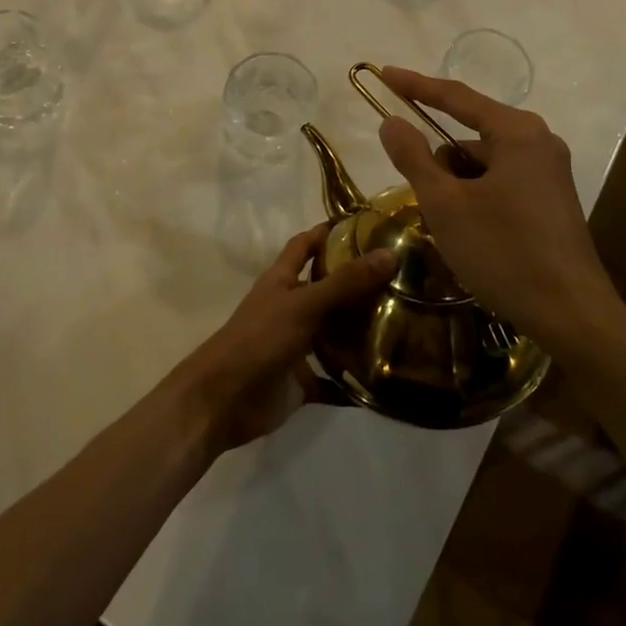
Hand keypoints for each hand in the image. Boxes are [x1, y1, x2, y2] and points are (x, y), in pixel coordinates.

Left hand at [166, 227, 396, 457]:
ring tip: (403, 323)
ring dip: (358, 331)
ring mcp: (295, 346)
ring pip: (332, 333)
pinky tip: (385, 381)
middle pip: (325, 289)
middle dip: (356, 283)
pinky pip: (333, 380)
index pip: (305, 245)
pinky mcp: (300, 381)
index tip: (365, 225)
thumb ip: (346, 282)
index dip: (327, 232)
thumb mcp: (304, 304)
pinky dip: (353, 382)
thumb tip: (391, 253)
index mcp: (282, 280)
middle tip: (400, 277)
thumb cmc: (259, 339)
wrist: (222, 400)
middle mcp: (289, 308)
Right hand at [374, 66, 625, 352]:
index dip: (416, 86)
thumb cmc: (504, 252)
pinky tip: (473, 237)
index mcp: (516, 132)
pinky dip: (477, 199)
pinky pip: (501, 183)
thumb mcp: (446, 204)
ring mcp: (550, 172)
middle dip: (440, 164)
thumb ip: (414, 157)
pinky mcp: (552, 200)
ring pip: (484, 165)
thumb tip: (391, 121)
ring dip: (457, 187)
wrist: (572, 315)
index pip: (456, 97)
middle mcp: (538, 142)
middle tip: (426, 202)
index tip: (384, 75)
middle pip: (470, 137)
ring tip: (452, 230)